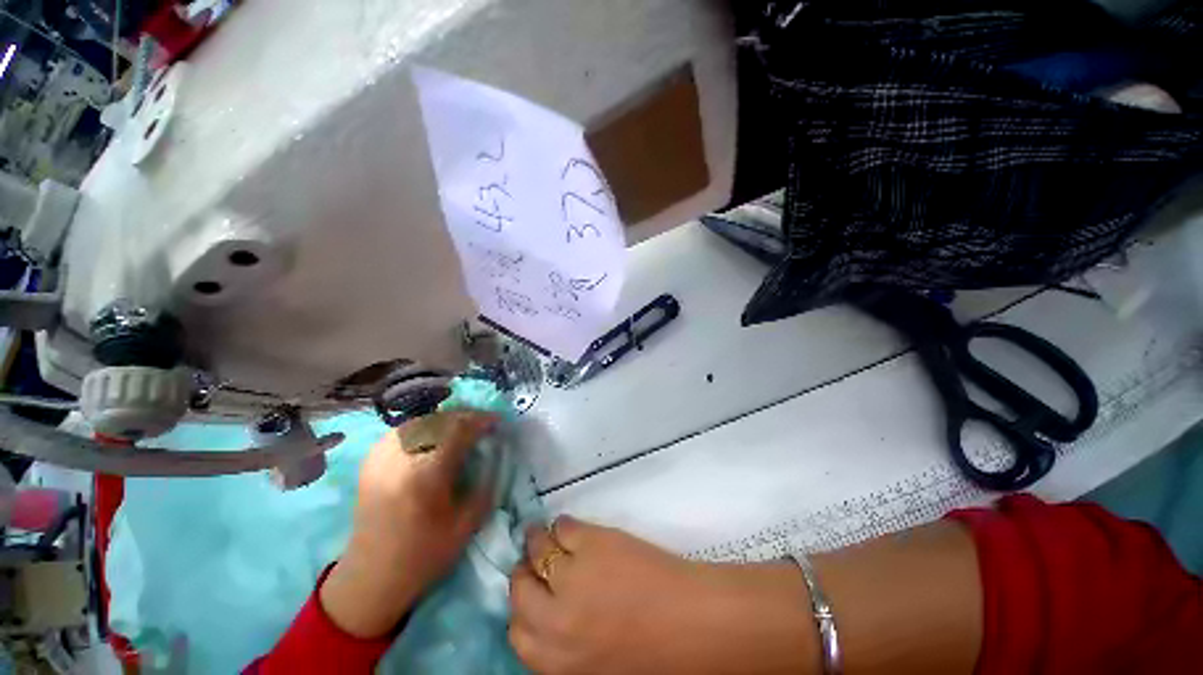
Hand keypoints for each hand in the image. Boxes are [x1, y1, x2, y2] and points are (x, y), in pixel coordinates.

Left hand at [321, 411, 497, 637]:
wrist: (370, 578)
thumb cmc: (423, 555)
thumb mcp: (467, 524)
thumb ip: (485, 484)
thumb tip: (495, 455)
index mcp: (426, 474)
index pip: (458, 430)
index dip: (481, 420)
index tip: (497, 422)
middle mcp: (401, 458)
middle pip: (439, 419)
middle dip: (466, 416)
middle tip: (482, 423)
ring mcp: (381, 457)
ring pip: (420, 420)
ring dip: (445, 419)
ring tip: (461, 428)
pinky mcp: (371, 461)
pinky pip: (402, 430)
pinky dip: (424, 426)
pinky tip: (433, 437)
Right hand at [508, 517, 817, 673]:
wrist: (693, 624)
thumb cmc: (651, 655)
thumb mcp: (594, 666)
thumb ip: (563, 647)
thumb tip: (546, 617)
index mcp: (556, 663)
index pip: (516, 631)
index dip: (523, 607)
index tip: (531, 592)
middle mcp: (555, 622)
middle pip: (520, 588)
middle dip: (525, 573)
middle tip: (534, 561)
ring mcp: (573, 577)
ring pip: (538, 549)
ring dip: (538, 541)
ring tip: (545, 536)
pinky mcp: (593, 543)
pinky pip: (564, 527)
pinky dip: (562, 525)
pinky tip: (568, 528)